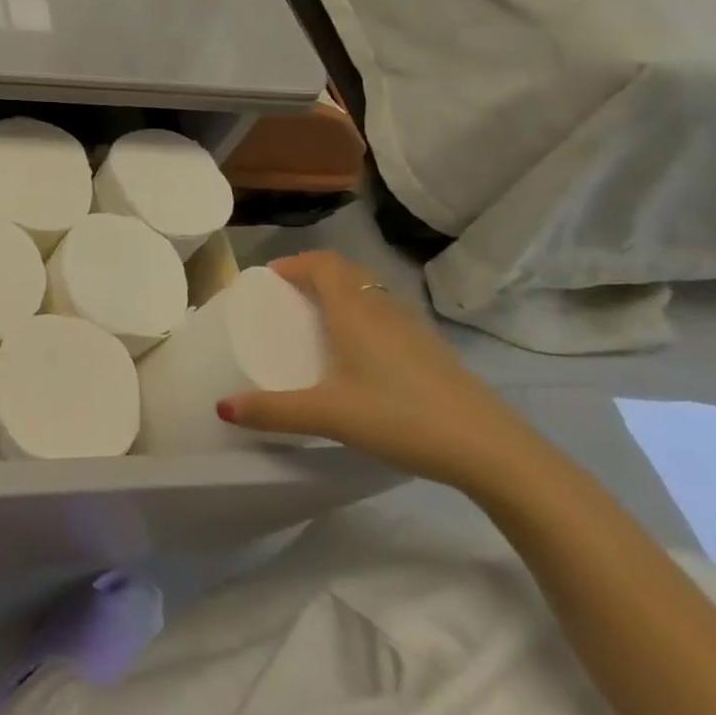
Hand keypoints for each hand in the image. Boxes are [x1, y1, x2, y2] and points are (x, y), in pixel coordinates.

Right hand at [217, 251, 537, 490]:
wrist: (492, 451)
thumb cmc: (401, 418)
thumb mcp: (329, 416)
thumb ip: (274, 411)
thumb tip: (222, 407)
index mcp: (354, 311)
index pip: (322, 263)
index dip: (294, 263)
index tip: (269, 280)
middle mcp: (383, 309)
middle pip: (346, 272)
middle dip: (314, 276)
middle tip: (288, 299)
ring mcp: (414, 329)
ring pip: (370, 294)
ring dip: (342, 296)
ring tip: (320, 324)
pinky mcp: (434, 352)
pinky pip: (388, 317)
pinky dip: (365, 319)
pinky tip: (362, 358)